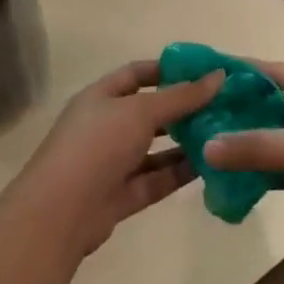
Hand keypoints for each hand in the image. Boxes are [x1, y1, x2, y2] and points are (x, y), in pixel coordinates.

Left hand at [5, 60, 220, 257]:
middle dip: (183, 109)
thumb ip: (182, 96)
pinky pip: (156, 179)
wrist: (59, 213)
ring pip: (155, 149)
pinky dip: (180, 172)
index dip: (168, 69)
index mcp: (101, 97)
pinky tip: (210, 165)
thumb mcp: (141, 111)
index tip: (204, 71)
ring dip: (185, 142)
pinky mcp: (121, 195)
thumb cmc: (97, 145)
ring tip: (223, 135)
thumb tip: (219, 75)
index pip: (137, 74)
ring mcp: (112, 162)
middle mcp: (106, 126)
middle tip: (223, 105)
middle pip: (149, 112)